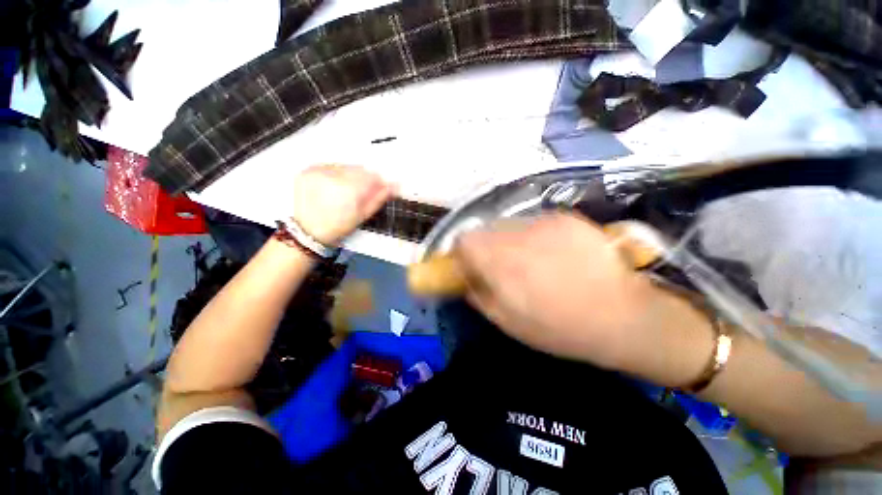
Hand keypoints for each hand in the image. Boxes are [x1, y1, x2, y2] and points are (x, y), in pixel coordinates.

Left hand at [292, 165, 393, 244]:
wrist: (307, 231)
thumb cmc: (337, 227)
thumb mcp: (362, 216)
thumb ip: (379, 198)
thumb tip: (394, 186)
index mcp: (348, 189)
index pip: (372, 177)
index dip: (378, 183)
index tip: (379, 188)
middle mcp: (333, 176)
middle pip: (359, 169)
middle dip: (364, 179)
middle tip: (360, 193)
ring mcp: (318, 171)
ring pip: (345, 166)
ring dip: (350, 175)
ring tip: (345, 191)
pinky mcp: (308, 170)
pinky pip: (329, 166)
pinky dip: (335, 174)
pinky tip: (333, 187)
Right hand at [454, 213, 713, 385]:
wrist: (624, 316)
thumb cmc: (559, 328)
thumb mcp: (507, 322)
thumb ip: (478, 295)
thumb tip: (466, 278)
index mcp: (500, 262)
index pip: (464, 240)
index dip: (462, 252)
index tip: (470, 266)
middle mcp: (517, 235)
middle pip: (485, 229)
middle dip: (485, 246)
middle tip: (500, 266)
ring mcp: (543, 222)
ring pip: (509, 225)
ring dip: (509, 241)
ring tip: (530, 262)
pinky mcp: (565, 218)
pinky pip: (535, 223)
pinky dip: (534, 236)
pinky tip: (554, 255)